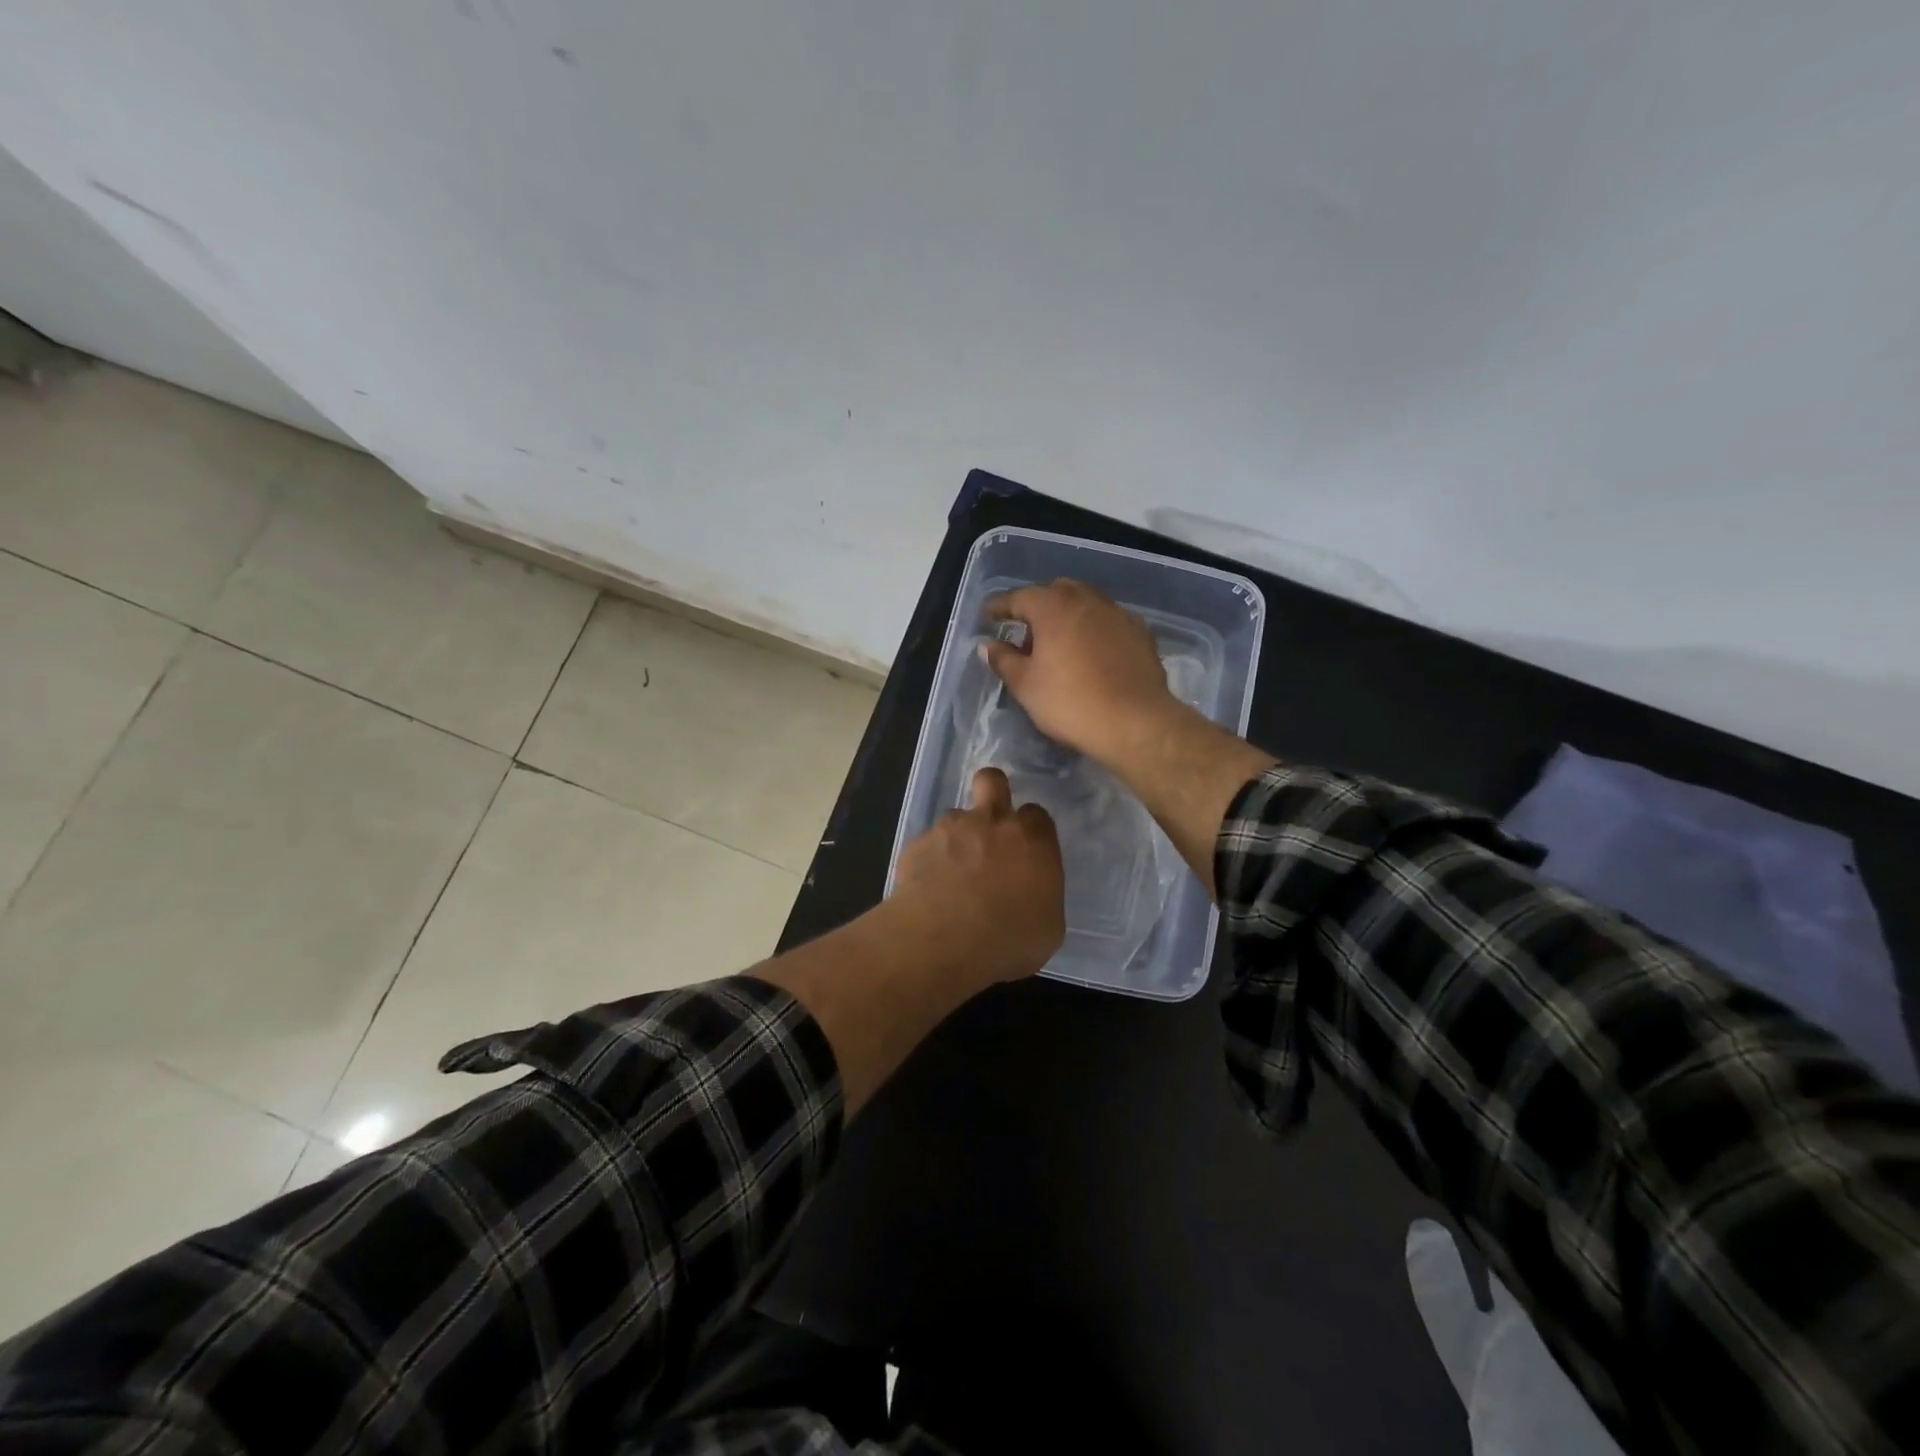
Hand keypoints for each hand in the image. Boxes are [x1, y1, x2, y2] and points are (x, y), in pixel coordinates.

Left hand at [890, 767, 1063, 987]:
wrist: (942, 941)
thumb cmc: (1008, 940)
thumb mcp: (1047, 928)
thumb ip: (1042, 896)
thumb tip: (1032, 894)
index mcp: (1032, 840)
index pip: (1037, 814)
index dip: (1031, 829)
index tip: (1027, 851)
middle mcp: (992, 822)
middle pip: (993, 781)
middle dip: (993, 791)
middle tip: (990, 824)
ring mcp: (950, 829)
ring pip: (955, 816)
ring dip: (957, 837)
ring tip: (952, 872)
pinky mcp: (917, 844)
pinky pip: (927, 844)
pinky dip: (930, 860)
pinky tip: (928, 889)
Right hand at [982, 579, 1182, 767]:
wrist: (1135, 723)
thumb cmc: (1070, 702)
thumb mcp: (1025, 685)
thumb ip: (1003, 660)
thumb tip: (988, 645)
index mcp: (1053, 606)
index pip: (1018, 598)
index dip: (999, 607)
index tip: (988, 616)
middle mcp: (1086, 599)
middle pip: (1055, 593)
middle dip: (1037, 607)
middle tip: (1025, 633)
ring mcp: (1117, 613)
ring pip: (1085, 604)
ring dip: (1067, 617)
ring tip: (1058, 644)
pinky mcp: (1140, 632)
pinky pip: (1108, 622)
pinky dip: (1093, 630)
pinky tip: (1091, 652)